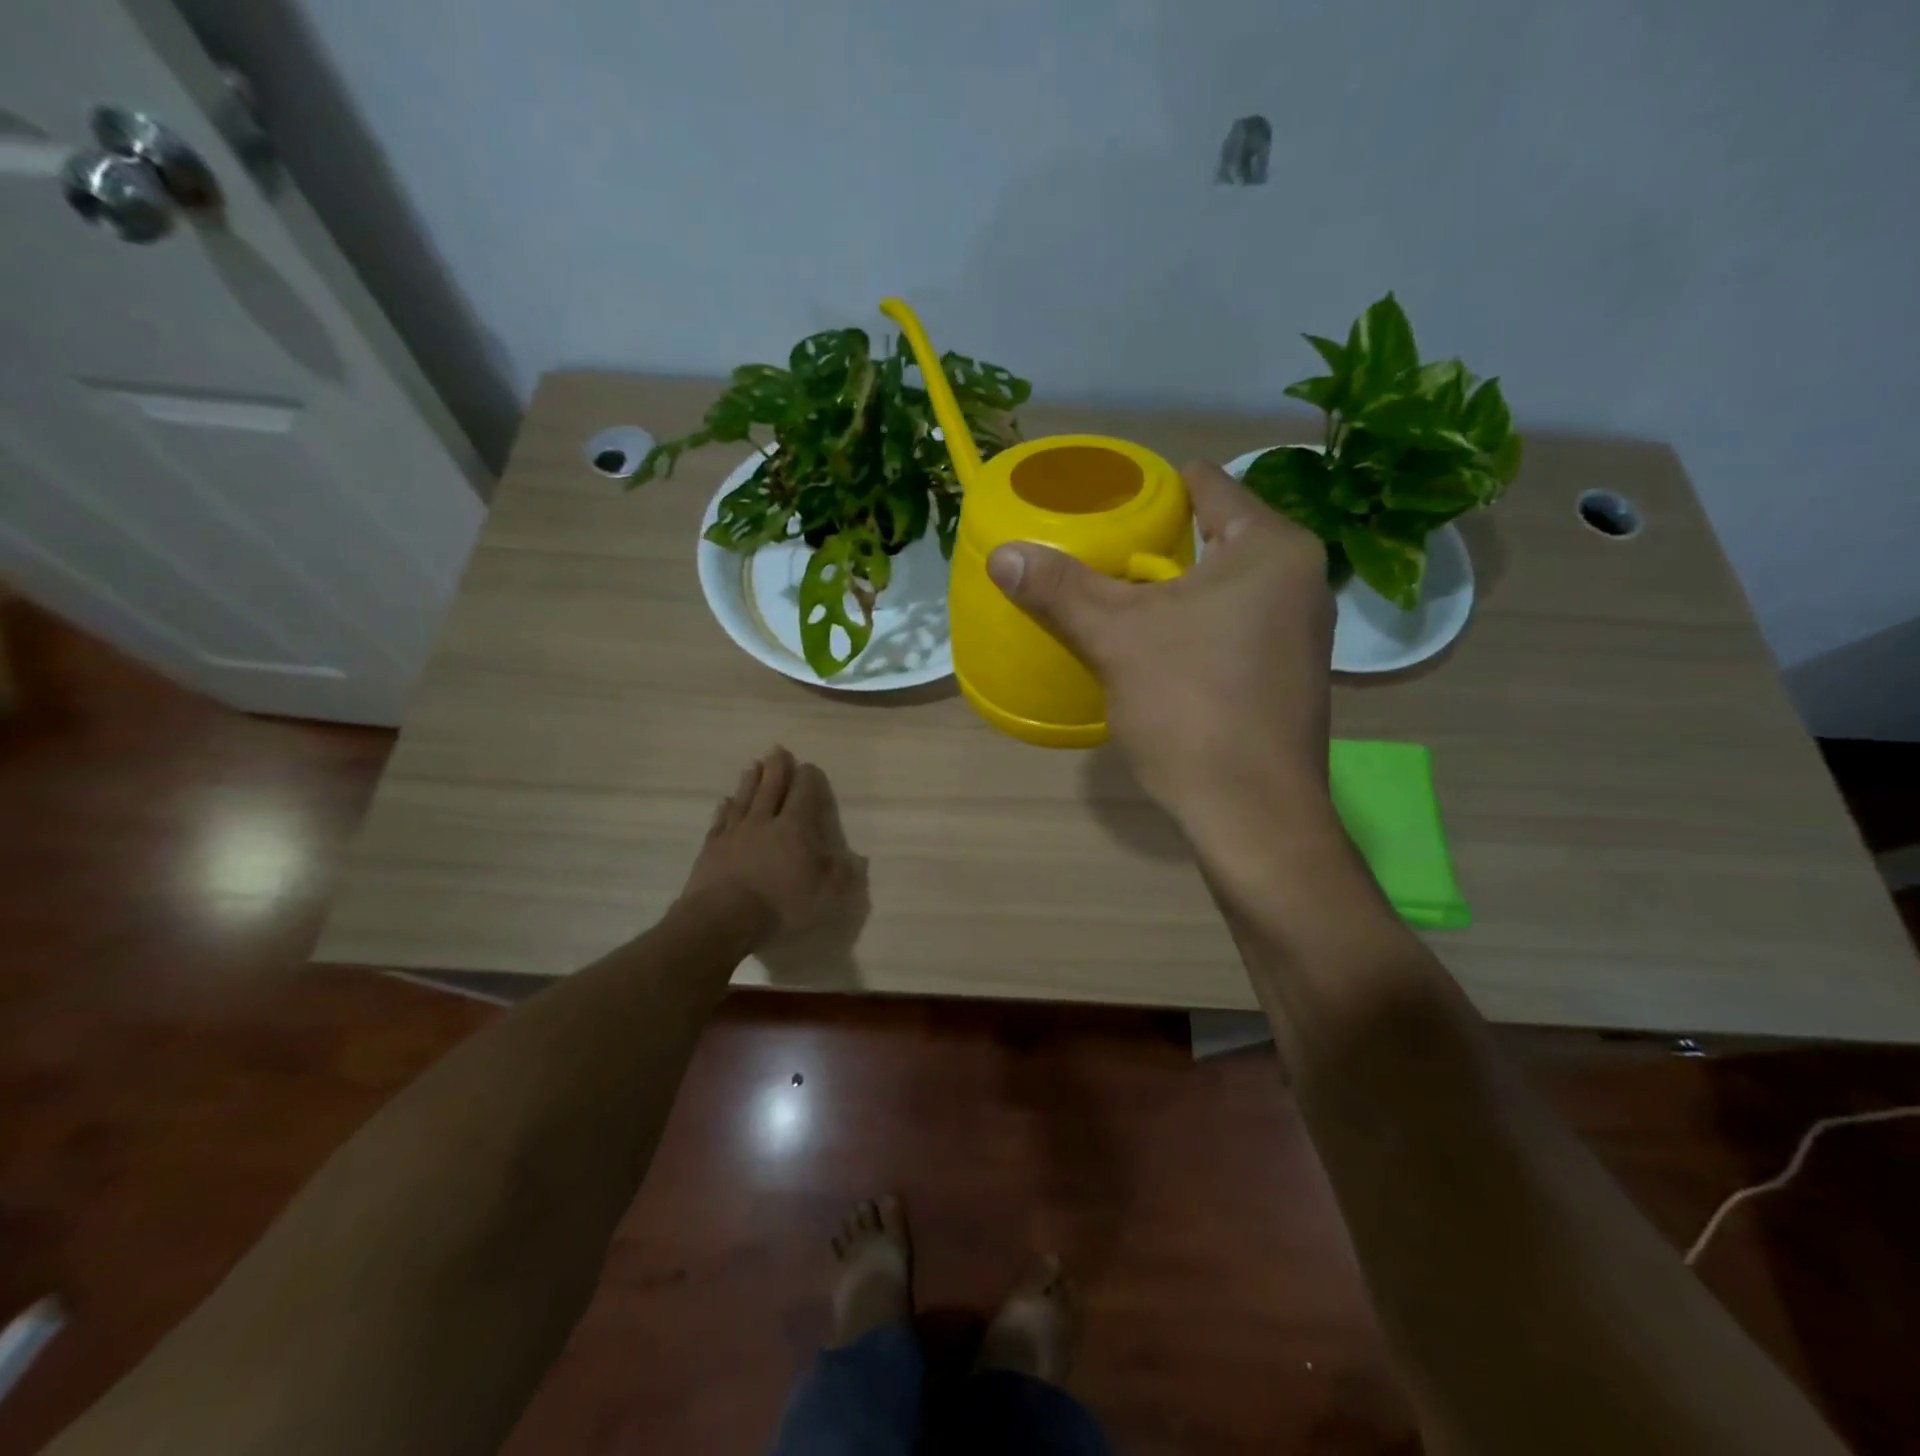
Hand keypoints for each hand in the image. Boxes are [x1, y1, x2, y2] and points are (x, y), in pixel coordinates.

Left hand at [680, 747, 866, 947]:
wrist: (723, 918)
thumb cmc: (780, 905)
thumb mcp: (824, 895)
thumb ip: (840, 874)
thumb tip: (854, 860)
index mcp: (794, 829)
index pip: (803, 796)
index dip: (808, 779)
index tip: (809, 766)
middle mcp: (764, 822)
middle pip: (771, 788)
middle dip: (777, 768)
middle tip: (778, 750)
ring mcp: (735, 833)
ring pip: (745, 799)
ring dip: (751, 781)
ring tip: (754, 765)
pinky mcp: (712, 848)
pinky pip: (721, 821)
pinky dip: (725, 808)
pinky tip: (726, 801)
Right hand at [987, 461, 1335, 829]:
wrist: (1251, 812)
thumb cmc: (1190, 706)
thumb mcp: (1115, 638)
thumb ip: (1060, 588)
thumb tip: (1001, 554)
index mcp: (1271, 548)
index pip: (1208, 486)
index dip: (1153, 490)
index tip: (1107, 503)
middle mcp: (1301, 579)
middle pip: (1214, 538)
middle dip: (1157, 546)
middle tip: (1099, 556)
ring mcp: (1302, 631)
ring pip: (1224, 588)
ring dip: (1174, 591)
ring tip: (1119, 600)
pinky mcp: (1289, 675)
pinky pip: (1234, 627)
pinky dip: (1196, 627)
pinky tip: (1158, 650)